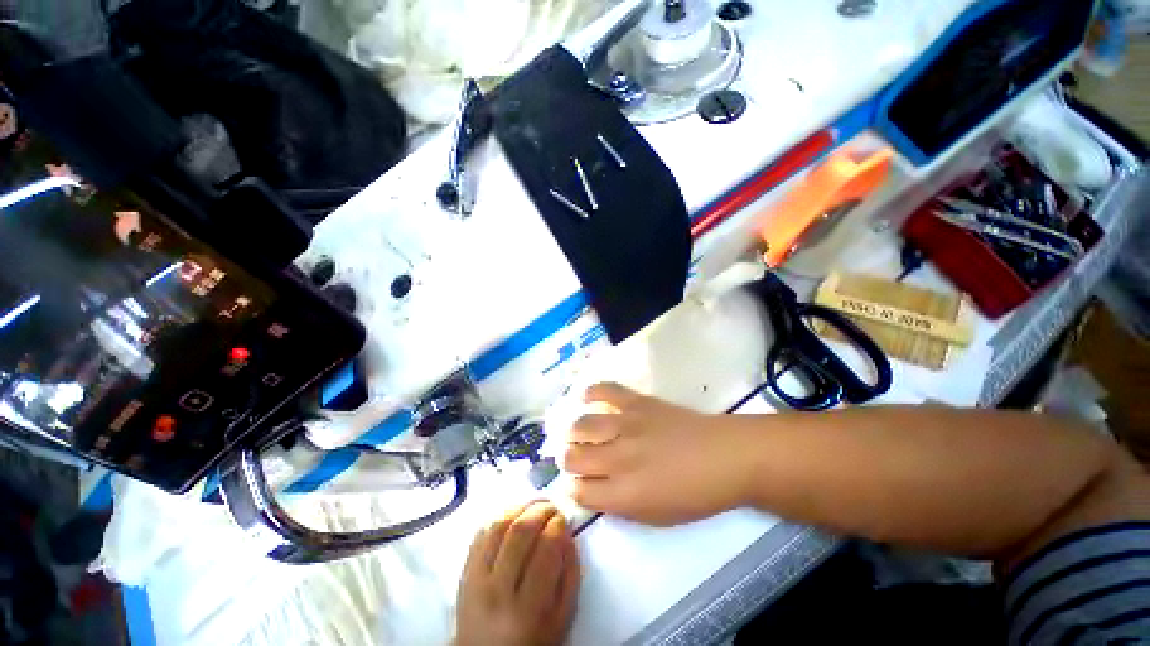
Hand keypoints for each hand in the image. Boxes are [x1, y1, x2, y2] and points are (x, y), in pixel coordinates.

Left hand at [456, 501, 579, 645]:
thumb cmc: (532, 640)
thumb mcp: (561, 618)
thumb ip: (569, 575)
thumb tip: (568, 533)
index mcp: (528, 610)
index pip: (545, 550)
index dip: (557, 525)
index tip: (564, 518)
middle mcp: (498, 591)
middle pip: (519, 531)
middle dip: (540, 509)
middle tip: (552, 506)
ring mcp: (475, 580)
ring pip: (497, 526)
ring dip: (519, 506)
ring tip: (534, 504)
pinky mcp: (463, 572)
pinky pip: (480, 533)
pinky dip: (499, 516)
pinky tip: (513, 515)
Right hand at [564, 383, 755, 524]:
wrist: (725, 456)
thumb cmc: (695, 493)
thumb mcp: (656, 516)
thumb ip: (619, 505)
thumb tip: (593, 490)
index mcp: (625, 495)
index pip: (579, 492)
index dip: (574, 489)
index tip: (578, 484)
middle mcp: (619, 459)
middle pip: (573, 458)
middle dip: (567, 460)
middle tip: (574, 457)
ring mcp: (627, 426)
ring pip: (581, 426)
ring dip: (573, 432)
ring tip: (576, 432)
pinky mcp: (637, 403)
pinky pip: (605, 391)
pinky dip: (591, 392)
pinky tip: (586, 398)